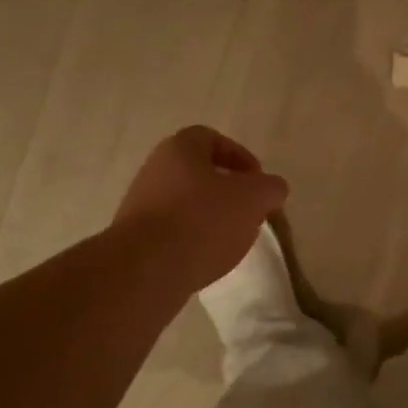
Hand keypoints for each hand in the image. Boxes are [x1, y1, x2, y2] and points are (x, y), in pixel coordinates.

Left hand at [113, 126, 289, 292]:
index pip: (212, 139)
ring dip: (209, 216)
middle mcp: (155, 169)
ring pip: (184, 202)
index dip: (239, 156)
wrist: (146, 269)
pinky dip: (192, 239)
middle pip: (197, 172)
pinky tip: (206, 258)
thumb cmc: (203, 220)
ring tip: (230, 239)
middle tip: (248, 211)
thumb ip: (270, 188)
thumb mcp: (253, 199)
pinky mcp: (135, 238)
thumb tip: (273, 188)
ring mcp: (140, 204)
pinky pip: (171, 230)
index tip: (258, 181)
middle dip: (226, 190)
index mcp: (180, 149)